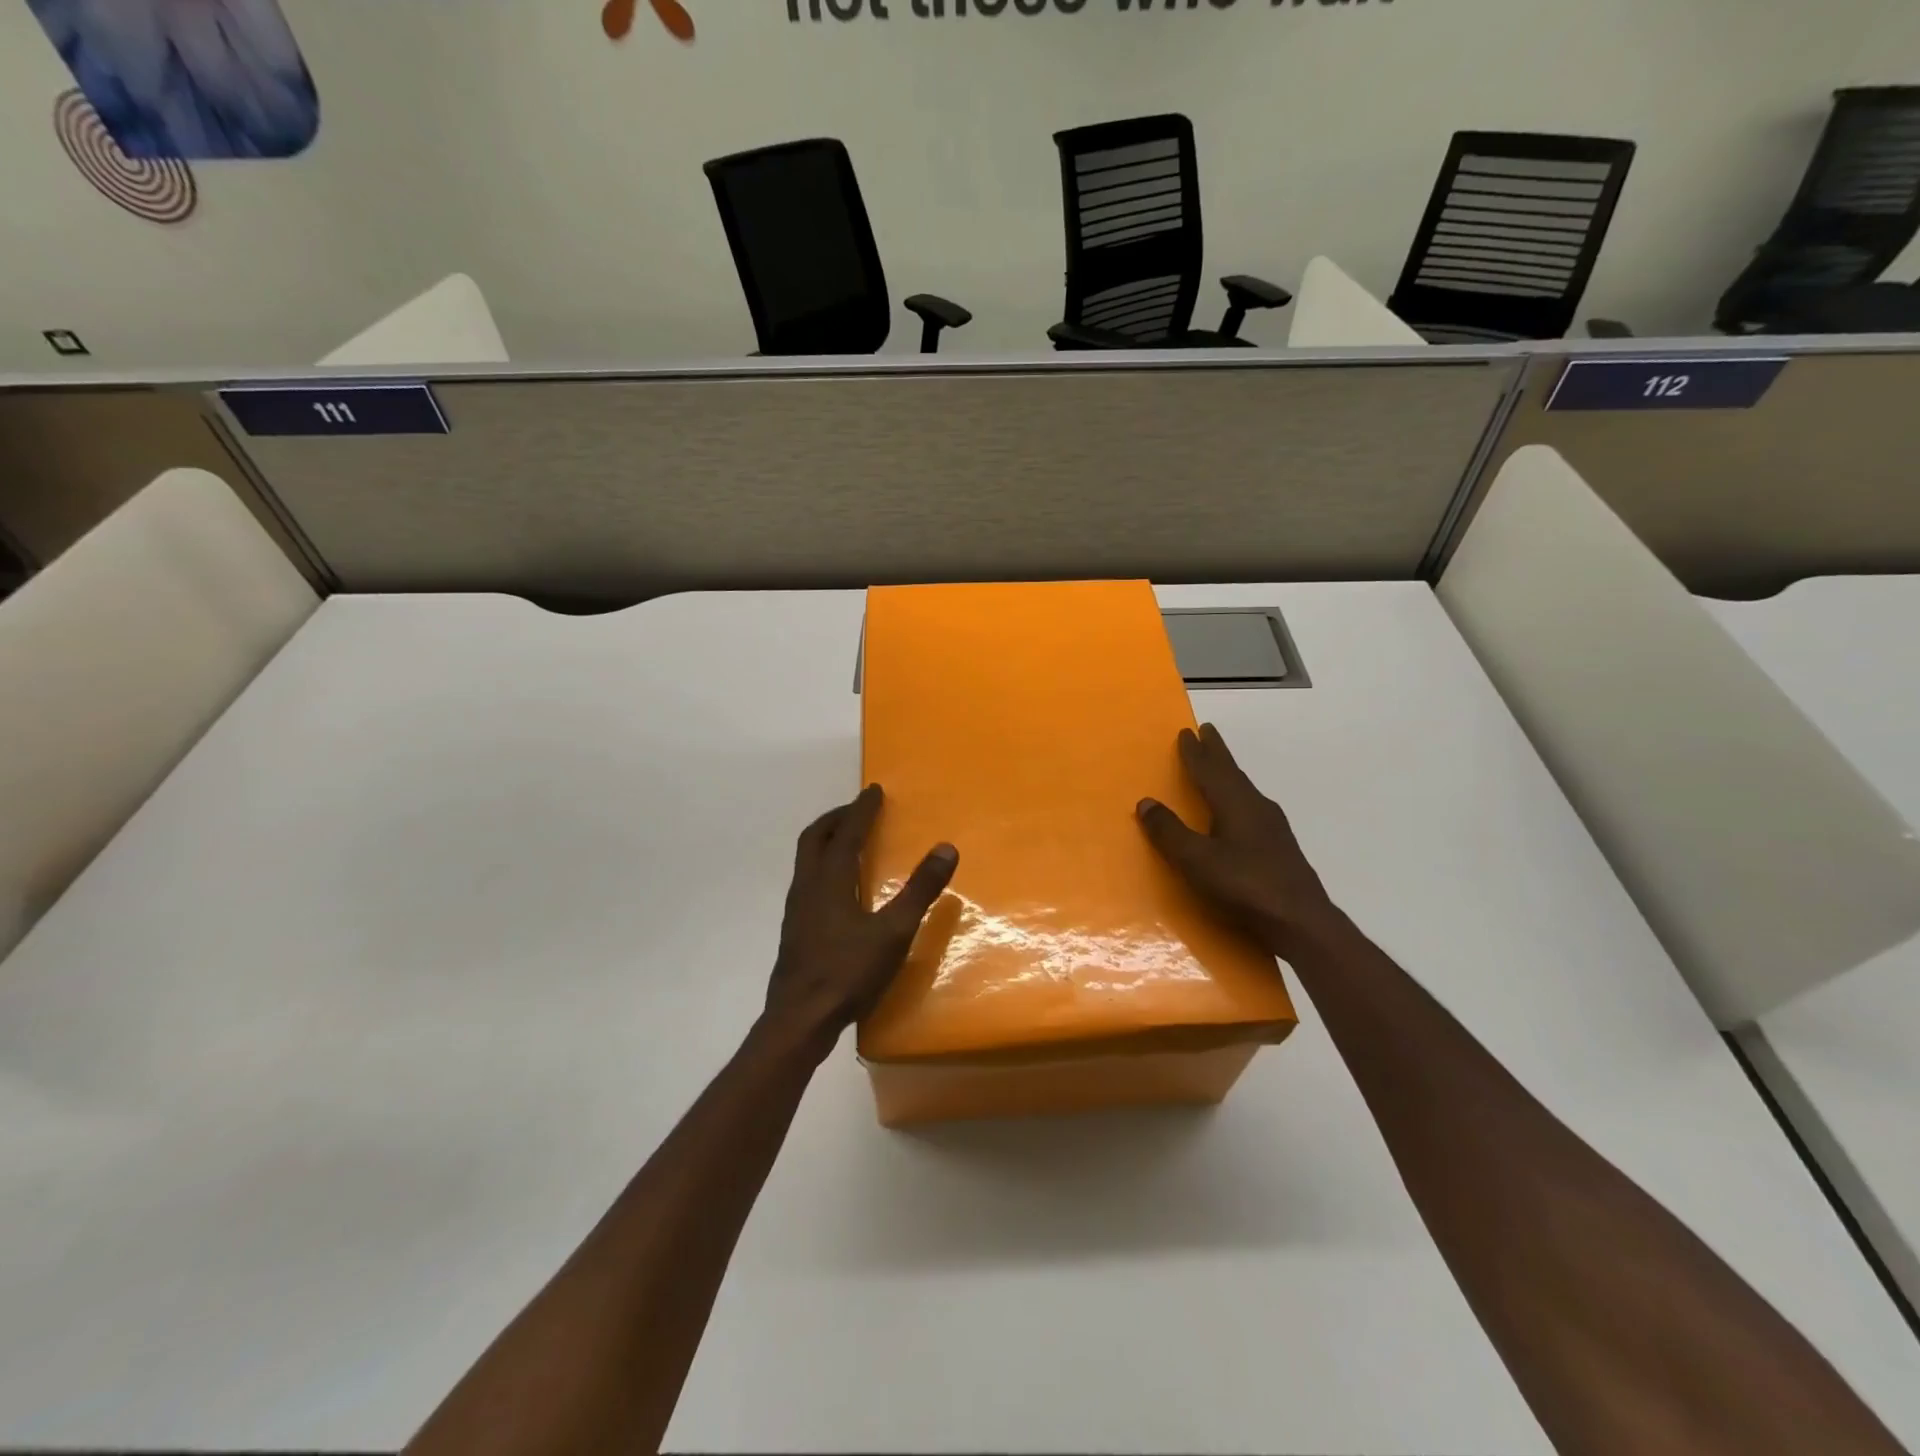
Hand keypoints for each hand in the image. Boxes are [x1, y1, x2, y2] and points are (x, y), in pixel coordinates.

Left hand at [764, 785, 957, 1053]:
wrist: (799, 1019)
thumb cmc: (848, 972)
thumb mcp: (893, 932)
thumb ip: (919, 890)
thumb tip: (946, 848)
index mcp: (830, 880)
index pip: (846, 833)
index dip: (862, 809)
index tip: (874, 790)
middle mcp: (807, 887)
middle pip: (814, 838)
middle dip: (836, 818)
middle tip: (858, 809)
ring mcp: (796, 909)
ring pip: (806, 860)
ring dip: (826, 840)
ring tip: (848, 840)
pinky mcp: (795, 930)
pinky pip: (807, 881)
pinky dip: (823, 866)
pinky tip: (838, 888)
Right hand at [1136, 724, 1337, 951]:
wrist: (1301, 923)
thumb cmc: (1244, 887)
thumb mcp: (1196, 861)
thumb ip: (1170, 832)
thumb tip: (1146, 802)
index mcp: (1236, 804)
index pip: (1211, 770)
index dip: (1196, 752)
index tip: (1187, 732)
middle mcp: (1257, 808)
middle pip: (1232, 773)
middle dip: (1217, 753)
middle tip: (1208, 732)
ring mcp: (1273, 828)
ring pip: (1245, 790)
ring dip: (1229, 775)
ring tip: (1218, 769)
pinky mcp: (1280, 848)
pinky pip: (1253, 809)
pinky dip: (1238, 798)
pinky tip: (1240, 813)